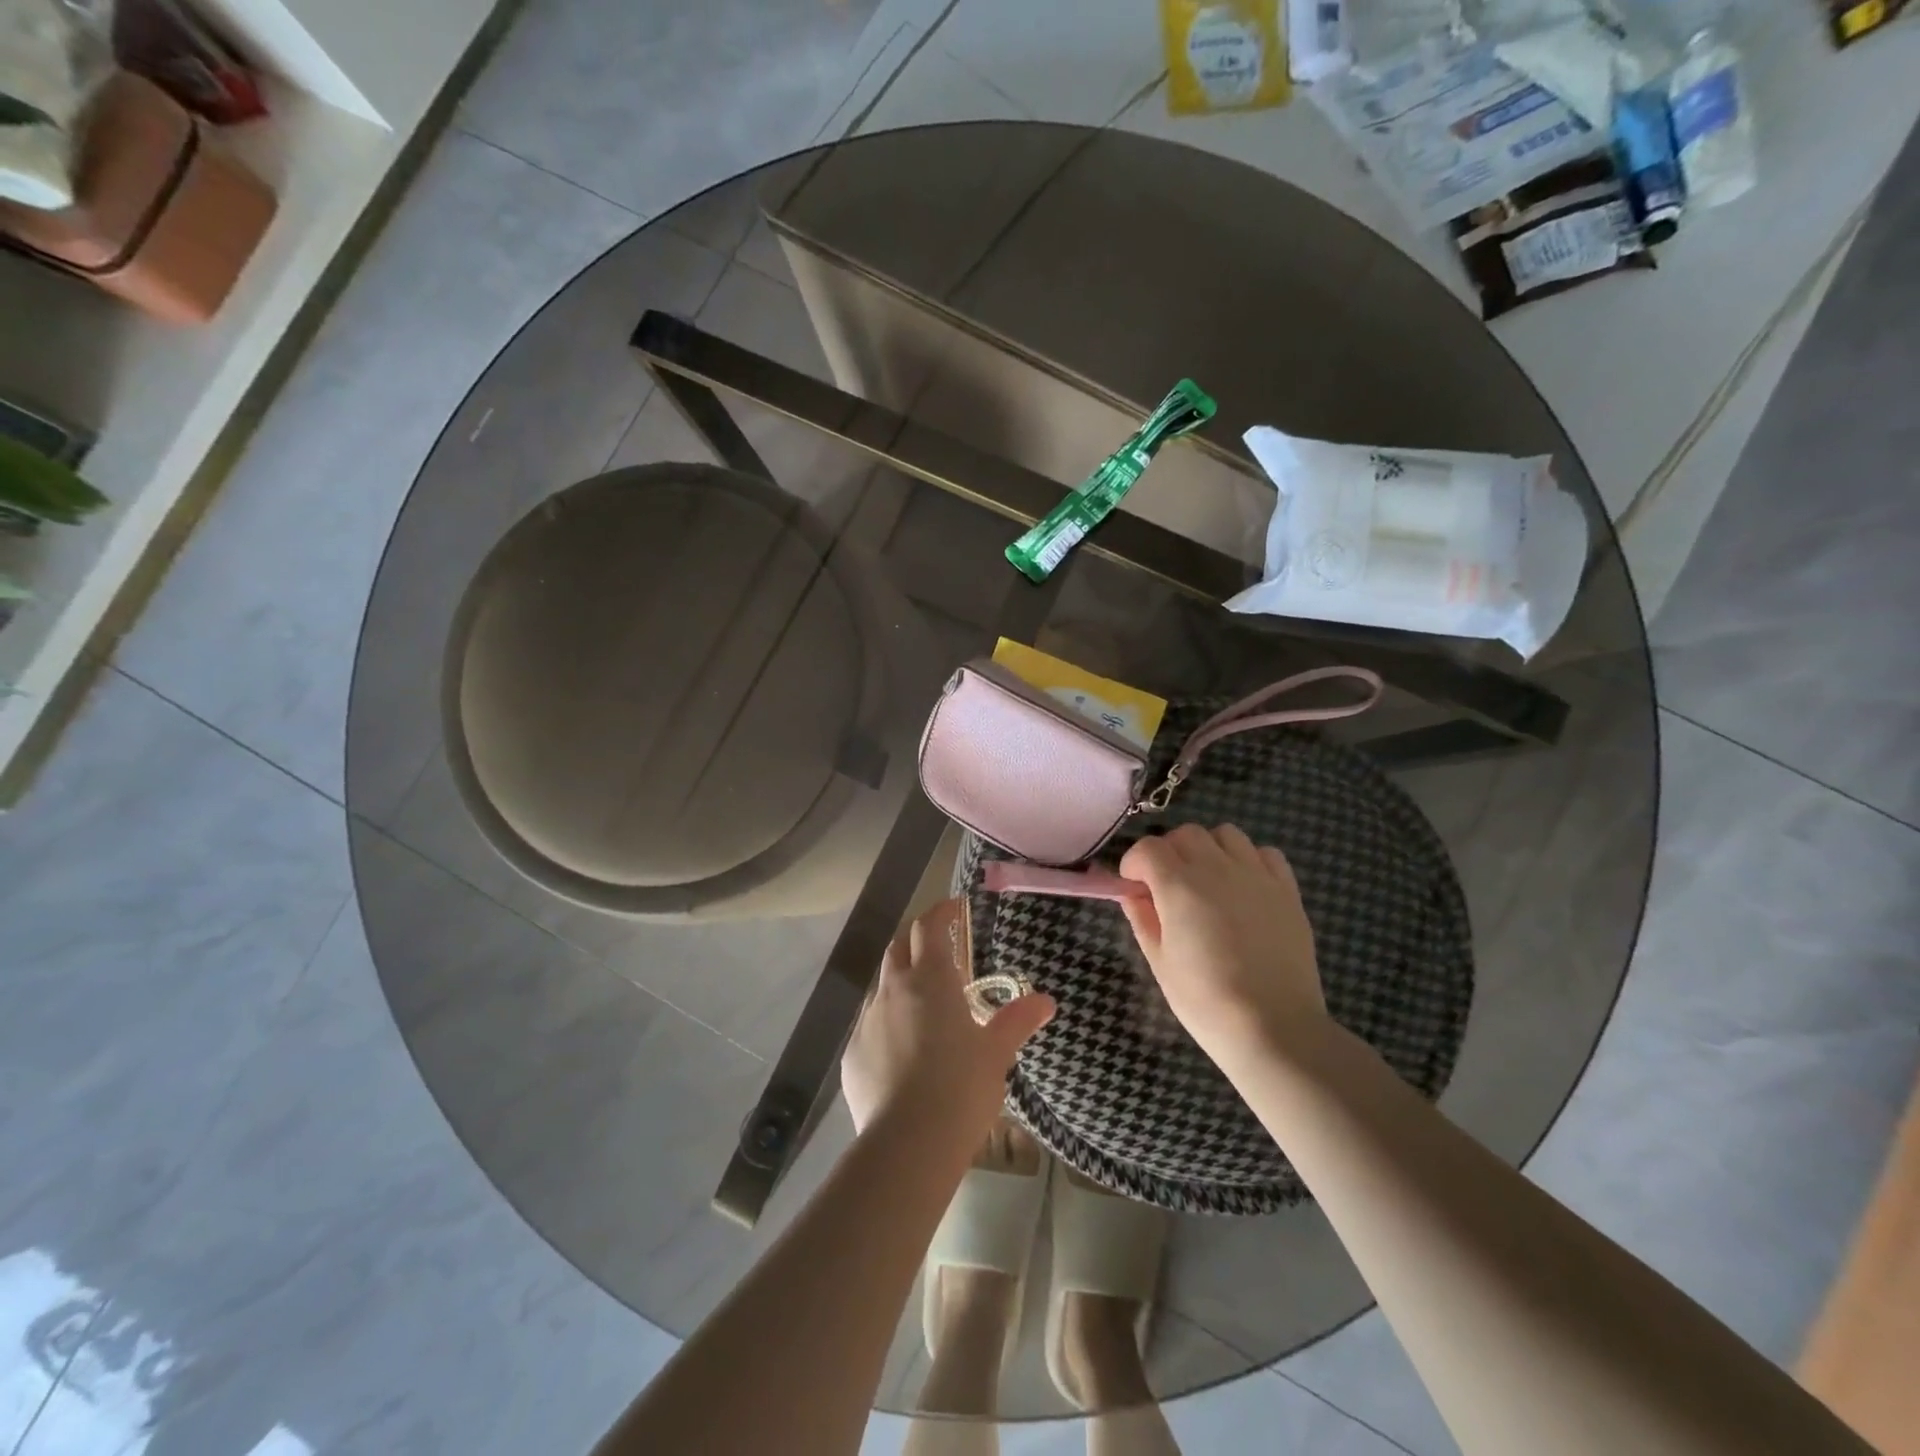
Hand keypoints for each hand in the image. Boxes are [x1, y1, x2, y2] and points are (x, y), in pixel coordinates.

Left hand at [841, 900, 1055, 1143]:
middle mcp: (893, 989)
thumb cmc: (961, 1088)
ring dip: (900, 981)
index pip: (930, 928)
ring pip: (882, 985)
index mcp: (931, 979)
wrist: (908, 1143)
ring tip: (922, 1001)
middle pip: (899, 946)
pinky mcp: (852, 1054)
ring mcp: (868, 1020)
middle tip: (937, 945)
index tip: (954, 907)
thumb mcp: (996, 1053)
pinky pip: (870, 1024)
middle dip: (916, 939)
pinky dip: (887, 1021)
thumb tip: (1046, 1001)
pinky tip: (901, 1048)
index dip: (941, 912)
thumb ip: (1017, 1020)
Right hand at [1118, 824, 1326, 1072]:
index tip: (1134, 886)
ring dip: (1209, 849)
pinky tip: (1244, 887)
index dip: (1134, 863)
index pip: (1147, 848)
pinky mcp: (1287, 890)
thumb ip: (1142, 918)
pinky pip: (1265, 853)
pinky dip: (1249, 860)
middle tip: (1167, 885)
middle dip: (1169, 852)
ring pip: (1226, 834)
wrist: (1273, 1028)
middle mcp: (1217, 868)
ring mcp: (1256, 875)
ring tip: (1207, 880)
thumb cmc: (1206, 1001)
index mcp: (1179, 886)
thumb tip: (1132, 894)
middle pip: (1186, 834)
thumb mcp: (1159, 962)